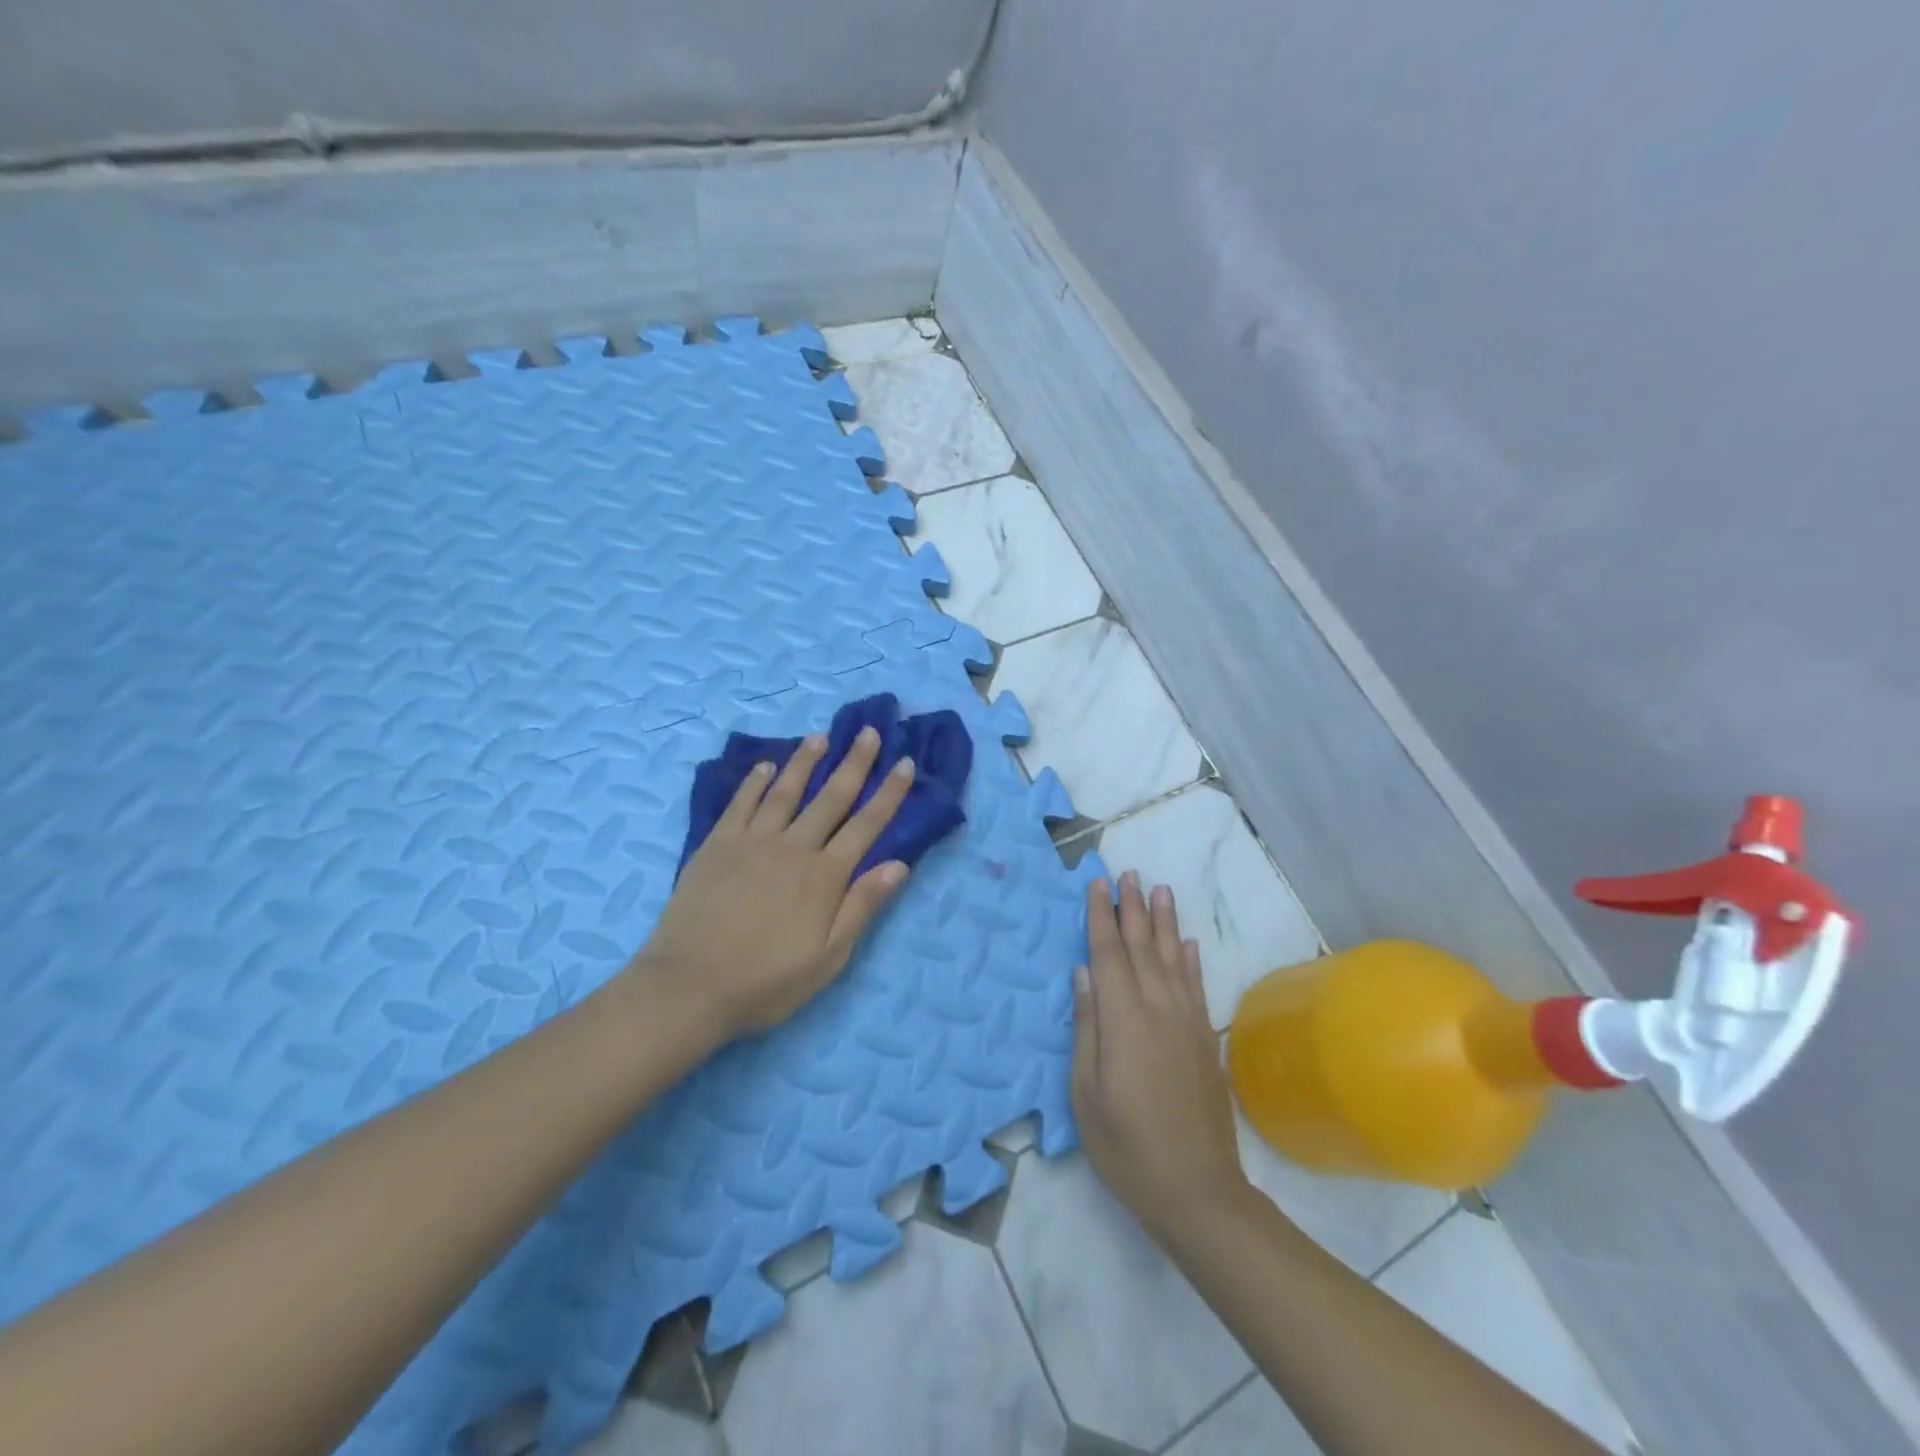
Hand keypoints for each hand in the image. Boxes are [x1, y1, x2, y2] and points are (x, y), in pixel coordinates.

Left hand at [636, 726, 914, 1037]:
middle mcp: (793, 848)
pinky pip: (740, 803)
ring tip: (819, 736)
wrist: (688, 987)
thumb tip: (899, 864)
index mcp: (824, 876)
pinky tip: (765, 766)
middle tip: (869, 732)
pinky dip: (754, 782)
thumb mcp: (828, 958)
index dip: (889, 793)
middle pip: (831, 797)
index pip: (867, 825)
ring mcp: (751, 842)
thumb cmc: (766, 982)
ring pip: (785, 791)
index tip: (904, 764)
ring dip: (805, 762)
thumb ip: (862, 907)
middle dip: (854, 763)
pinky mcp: (716, 845)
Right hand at [1071, 871, 1249, 1241]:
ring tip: (1160, 890)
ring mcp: (1185, 1022)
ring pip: (1172, 958)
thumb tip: (1084, 974)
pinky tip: (1188, 943)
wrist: (1198, 1191)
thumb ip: (1087, 1028)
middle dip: (1133, 908)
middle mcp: (1157, 1008)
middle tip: (1129, 873)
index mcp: (1122, 1019)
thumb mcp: (1086, 1093)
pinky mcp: (1204, 1040)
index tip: (1097, 884)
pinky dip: (1191, 959)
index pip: (1108, 954)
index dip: (1101, 916)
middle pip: (1142, 947)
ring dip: (1164, 922)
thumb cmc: (1126, 1146)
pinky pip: (1195, 986)